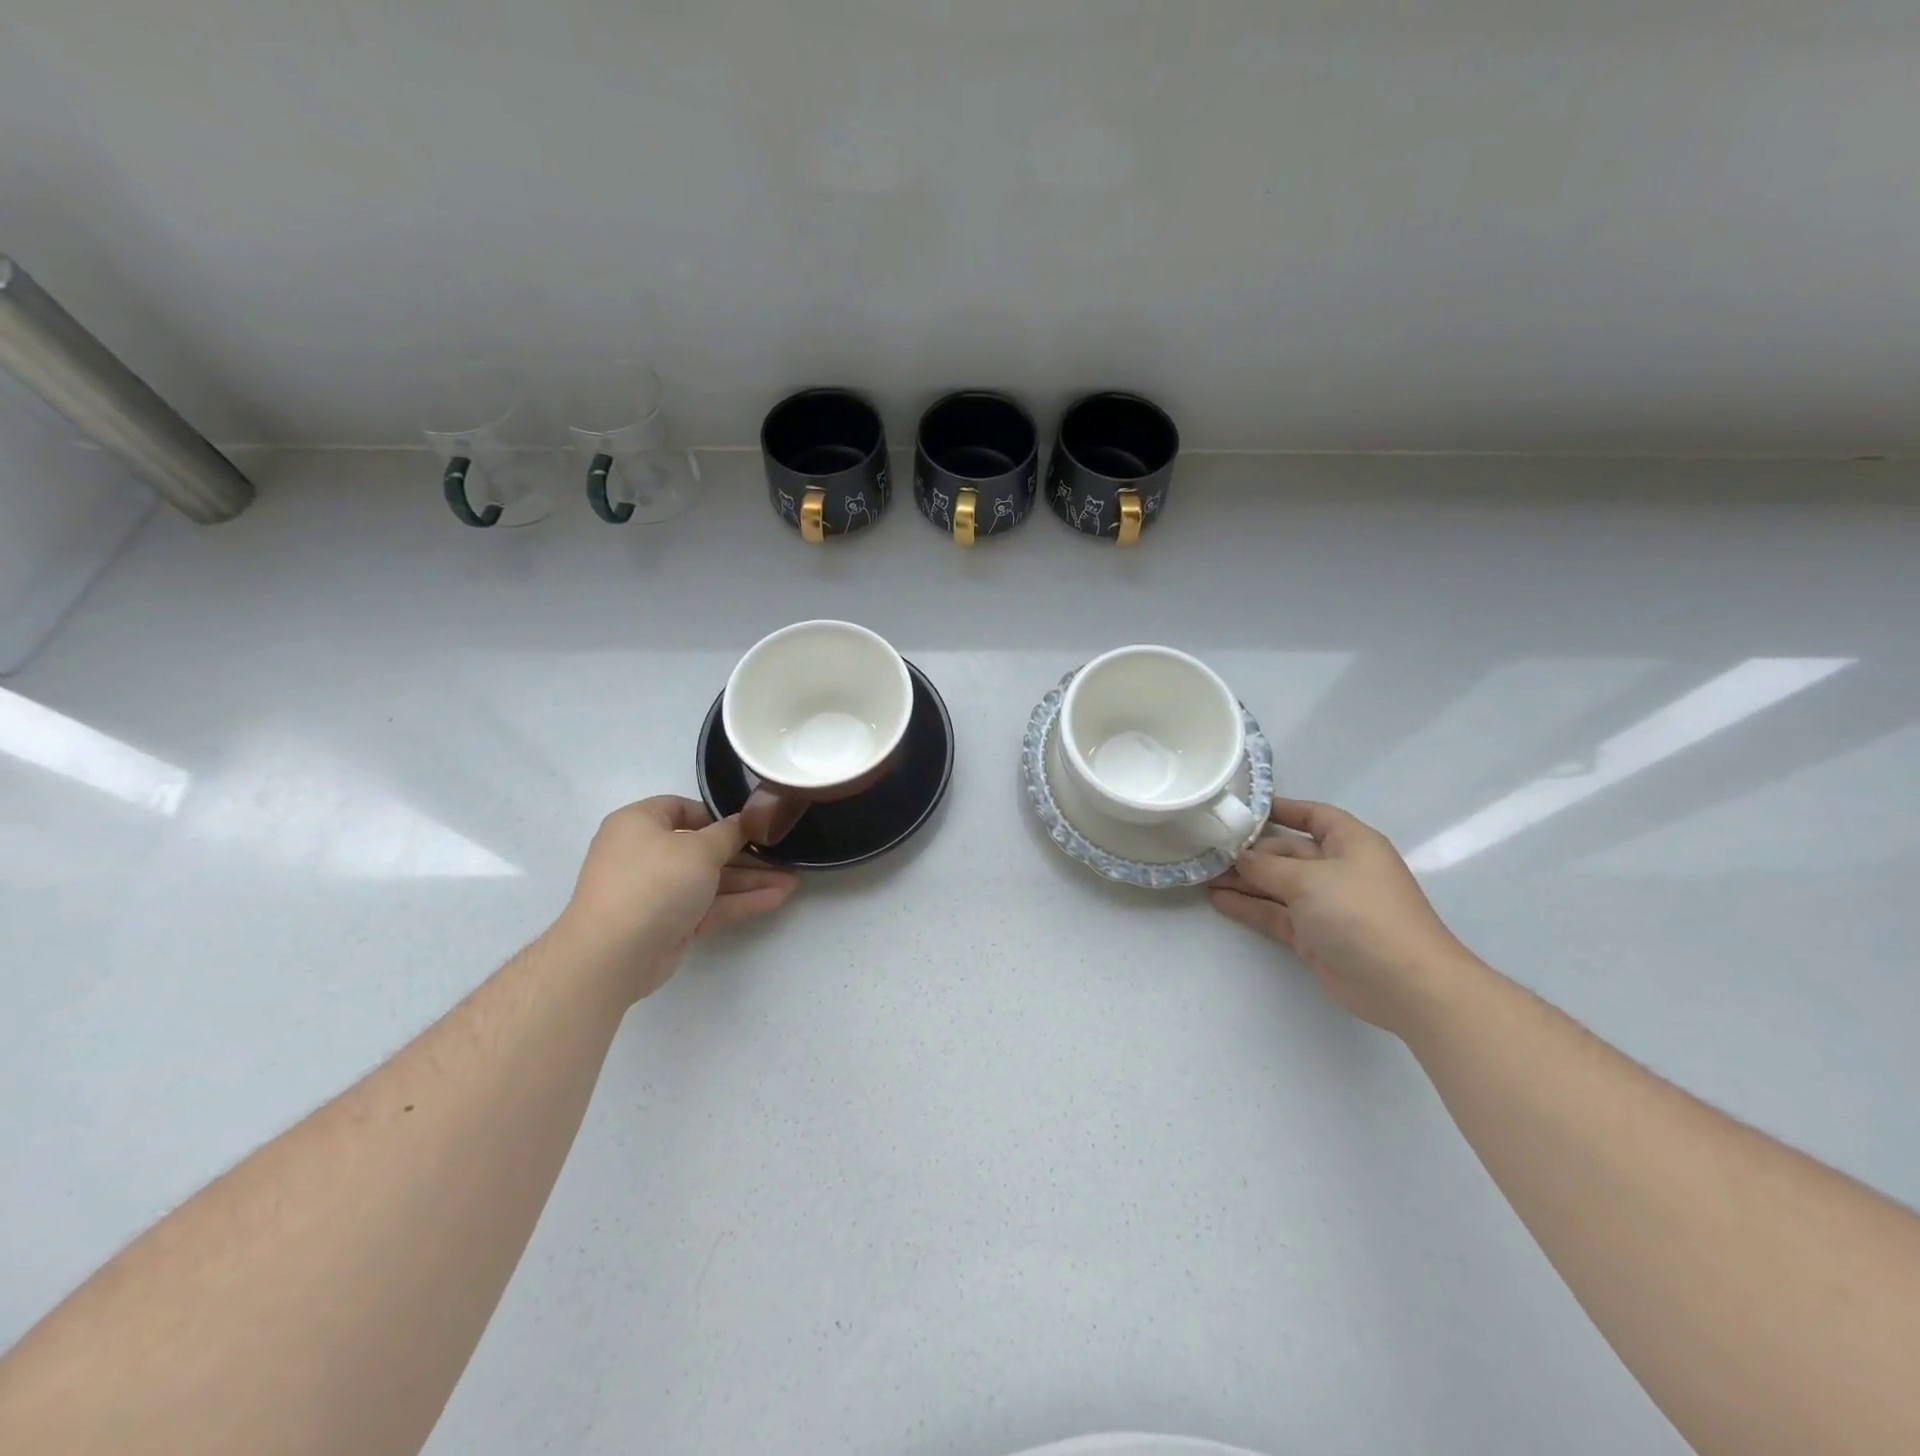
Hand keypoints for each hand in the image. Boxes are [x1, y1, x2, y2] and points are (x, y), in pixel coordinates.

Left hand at [559, 796, 799, 999]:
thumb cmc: (654, 883)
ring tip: (793, 880)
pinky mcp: (669, 922)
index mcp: (640, 823)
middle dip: (747, 854)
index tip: (754, 825)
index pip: (685, 809)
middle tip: (784, 855)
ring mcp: (657, 890)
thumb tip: (746, 821)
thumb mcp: (699, 849)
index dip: (721, 815)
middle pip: (704, 848)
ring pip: (711, 880)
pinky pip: (709, 905)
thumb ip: (729, 833)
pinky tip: (777, 898)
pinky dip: (740, 901)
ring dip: (750, 880)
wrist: (613, 955)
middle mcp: (646, 853)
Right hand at [1210, 799, 1477, 1034]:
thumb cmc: (1361, 913)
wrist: (1404, 984)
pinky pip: (1275, 913)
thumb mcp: (1308, 879)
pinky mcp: (1314, 935)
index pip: (1313, 815)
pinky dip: (1249, 907)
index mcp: (1349, 842)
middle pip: (1287, 851)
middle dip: (1249, 851)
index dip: (1281, 809)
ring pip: (1276, 884)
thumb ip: (1266, 866)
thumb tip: (1238, 857)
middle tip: (1206, 849)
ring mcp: (1326, 904)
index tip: (1241, 809)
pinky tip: (1218, 900)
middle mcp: (1338, 869)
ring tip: (1203, 875)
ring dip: (1243, 880)